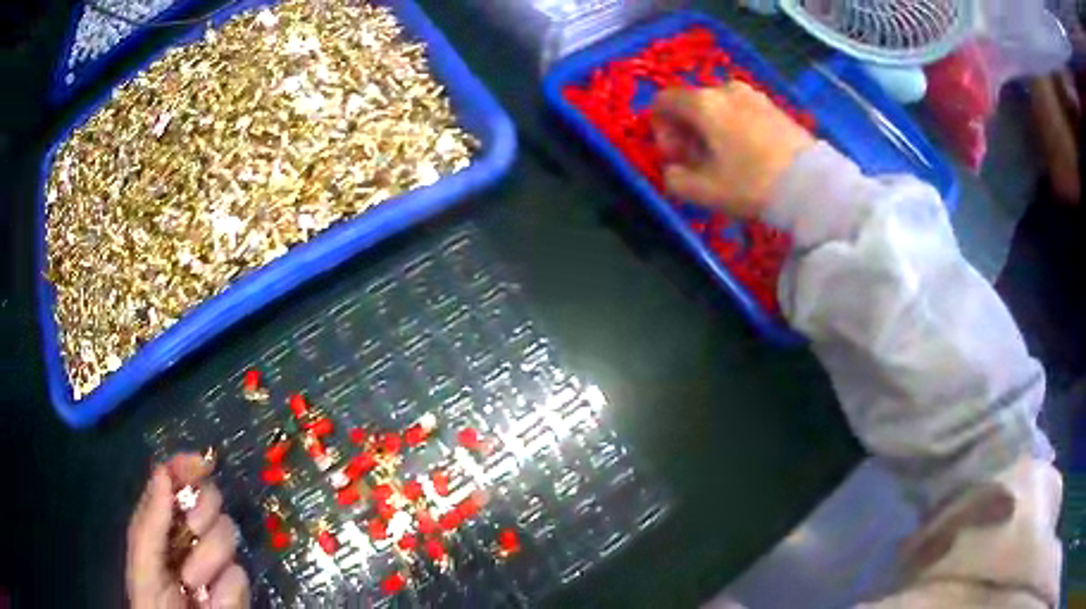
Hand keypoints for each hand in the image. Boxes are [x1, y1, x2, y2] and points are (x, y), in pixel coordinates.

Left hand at [127, 453, 249, 608]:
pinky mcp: (235, 587)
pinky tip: (210, 601)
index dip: (187, 466)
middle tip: (195, 526)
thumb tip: (163, 471)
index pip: (175, 481)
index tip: (200, 462)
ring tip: (193, 582)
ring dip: (210, 558)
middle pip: (210, 498)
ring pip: (228, 534)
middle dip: (205, 508)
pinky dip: (224, 590)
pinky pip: (239, 575)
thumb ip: (151, 520)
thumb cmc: (150, 599)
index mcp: (162, 521)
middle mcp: (190, 535)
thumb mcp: (142, 559)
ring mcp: (214, 561)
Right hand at [651, 82, 814, 217]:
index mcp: (703, 103)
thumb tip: (673, 171)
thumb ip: (675, 179)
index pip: (663, 101)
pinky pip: (741, 111)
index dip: (661, 129)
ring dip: (711, 130)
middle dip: (687, 131)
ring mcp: (754, 96)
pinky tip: (748, 156)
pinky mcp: (774, 107)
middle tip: (698, 163)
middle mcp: (726, 89)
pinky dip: (734, 128)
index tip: (675, 158)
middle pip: (692, 103)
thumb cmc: (752, 184)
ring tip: (725, 161)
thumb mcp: (704, 191)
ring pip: (718, 107)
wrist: (811, 185)